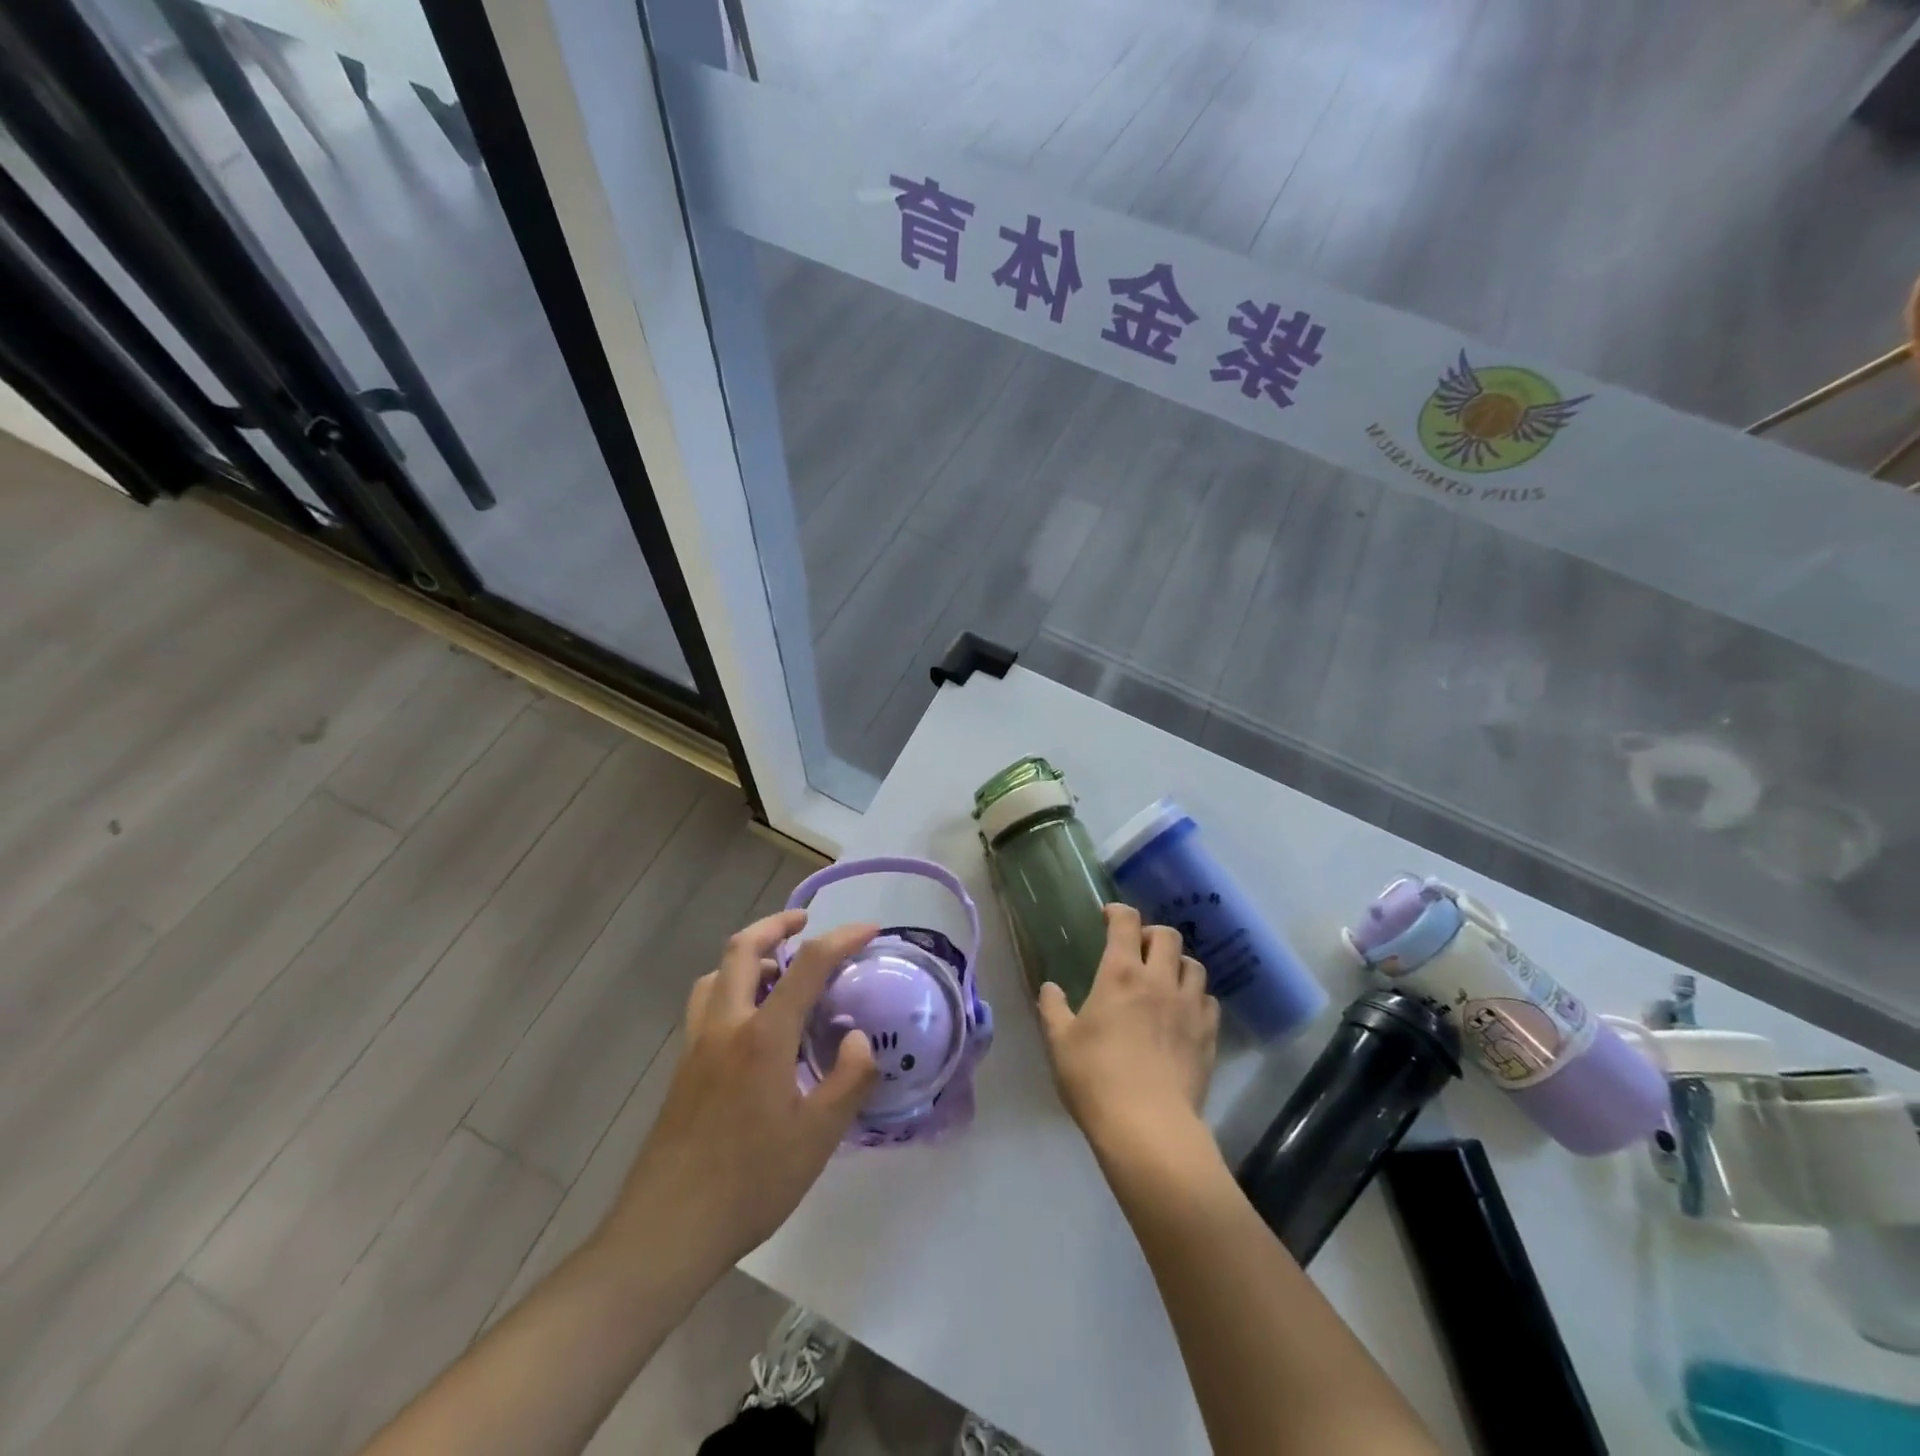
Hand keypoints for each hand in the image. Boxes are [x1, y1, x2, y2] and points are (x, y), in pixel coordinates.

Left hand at [599, 911, 878, 1271]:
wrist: (666, 1231)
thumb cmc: (750, 1183)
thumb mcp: (818, 1137)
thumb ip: (849, 1079)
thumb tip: (860, 1037)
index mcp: (763, 1036)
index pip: (808, 965)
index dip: (842, 938)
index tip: (870, 931)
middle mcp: (725, 1026)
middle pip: (742, 948)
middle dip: (776, 924)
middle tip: (805, 923)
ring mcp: (697, 1045)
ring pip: (716, 974)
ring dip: (748, 956)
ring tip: (778, 970)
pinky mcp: (683, 1068)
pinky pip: (706, 1004)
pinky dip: (730, 987)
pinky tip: (751, 1023)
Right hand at [1038, 903, 1219, 1162]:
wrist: (1148, 1126)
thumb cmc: (1095, 1079)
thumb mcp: (1060, 1043)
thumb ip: (1053, 1009)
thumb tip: (1050, 988)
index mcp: (1120, 974)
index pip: (1126, 923)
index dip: (1118, 912)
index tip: (1109, 916)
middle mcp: (1158, 980)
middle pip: (1168, 935)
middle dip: (1152, 934)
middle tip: (1139, 949)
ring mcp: (1188, 1006)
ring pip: (1194, 965)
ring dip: (1178, 964)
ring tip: (1165, 979)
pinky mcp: (1208, 1034)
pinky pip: (1208, 1000)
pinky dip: (1196, 997)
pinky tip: (1184, 1013)